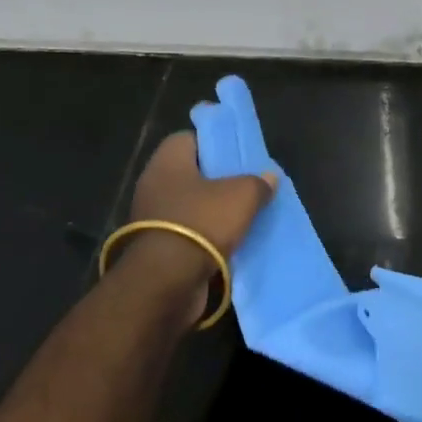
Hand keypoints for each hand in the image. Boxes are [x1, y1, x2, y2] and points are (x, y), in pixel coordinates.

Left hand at [119, 131, 276, 318]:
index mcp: (168, 162)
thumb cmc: (201, 223)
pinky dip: (206, 237)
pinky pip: (188, 233)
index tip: (238, 155)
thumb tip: (269, 177)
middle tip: (248, 184)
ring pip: (191, 205)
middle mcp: (154, 185)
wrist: (166, 282)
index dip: (215, 143)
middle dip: (219, 180)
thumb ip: (258, 182)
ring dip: (214, 211)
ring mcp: (152, 218)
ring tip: (245, 215)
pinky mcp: (156, 248)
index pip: (190, 139)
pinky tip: (231, 242)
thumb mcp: (242, 195)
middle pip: (192, 174)